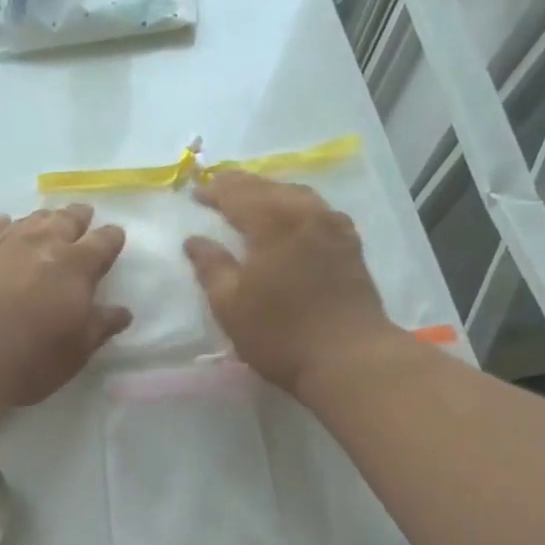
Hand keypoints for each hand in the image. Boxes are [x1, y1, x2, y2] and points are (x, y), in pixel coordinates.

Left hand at [0, 205, 131, 406]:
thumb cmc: (29, 358)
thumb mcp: (75, 351)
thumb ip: (100, 326)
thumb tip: (122, 312)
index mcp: (77, 267)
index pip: (103, 243)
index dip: (111, 239)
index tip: (115, 236)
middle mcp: (42, 245)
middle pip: (66, 220)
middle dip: (78, 217)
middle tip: (83, 214)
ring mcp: (3, 244)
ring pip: (29, 220)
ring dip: (43, 218)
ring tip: (48, 218)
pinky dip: (2, 224)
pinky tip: (3, 223)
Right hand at [184, 171, 395, 393]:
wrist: (350, 358)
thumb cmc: (280, 333)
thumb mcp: (230, 305)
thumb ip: (211, 267)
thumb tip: (194, 241)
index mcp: (273, 221)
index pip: (237, 194)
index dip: (214, 192)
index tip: (194, 194)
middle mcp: (306, 213)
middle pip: (269, 187)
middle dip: (240, 185)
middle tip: (217, 187)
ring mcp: (334, 226)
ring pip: (296, 194)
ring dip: (269, 192)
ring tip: (251, 198)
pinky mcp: (350, 245)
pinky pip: (316, 210)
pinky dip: (295, 206)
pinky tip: (291, 218)